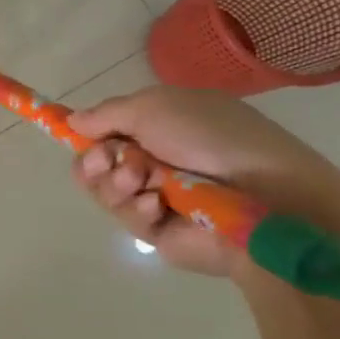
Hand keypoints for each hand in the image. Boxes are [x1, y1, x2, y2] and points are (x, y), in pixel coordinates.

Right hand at [72, 85, 339, 276]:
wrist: (266, 196)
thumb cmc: (213, 138)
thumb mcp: (154, 106)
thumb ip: (107, 114)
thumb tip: (73, 121)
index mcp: (162, 127)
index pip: (110, 130)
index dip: (88, 133)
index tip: (74, 134)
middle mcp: (157, 161)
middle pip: (97, 162)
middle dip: (97, 159)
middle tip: (111, 158)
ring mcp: (157, 196)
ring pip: (104, 190)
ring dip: (116, 182)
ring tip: (141, 181)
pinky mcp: (159, 231)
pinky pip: (125, 217)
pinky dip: (135, 207)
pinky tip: (155, 206)